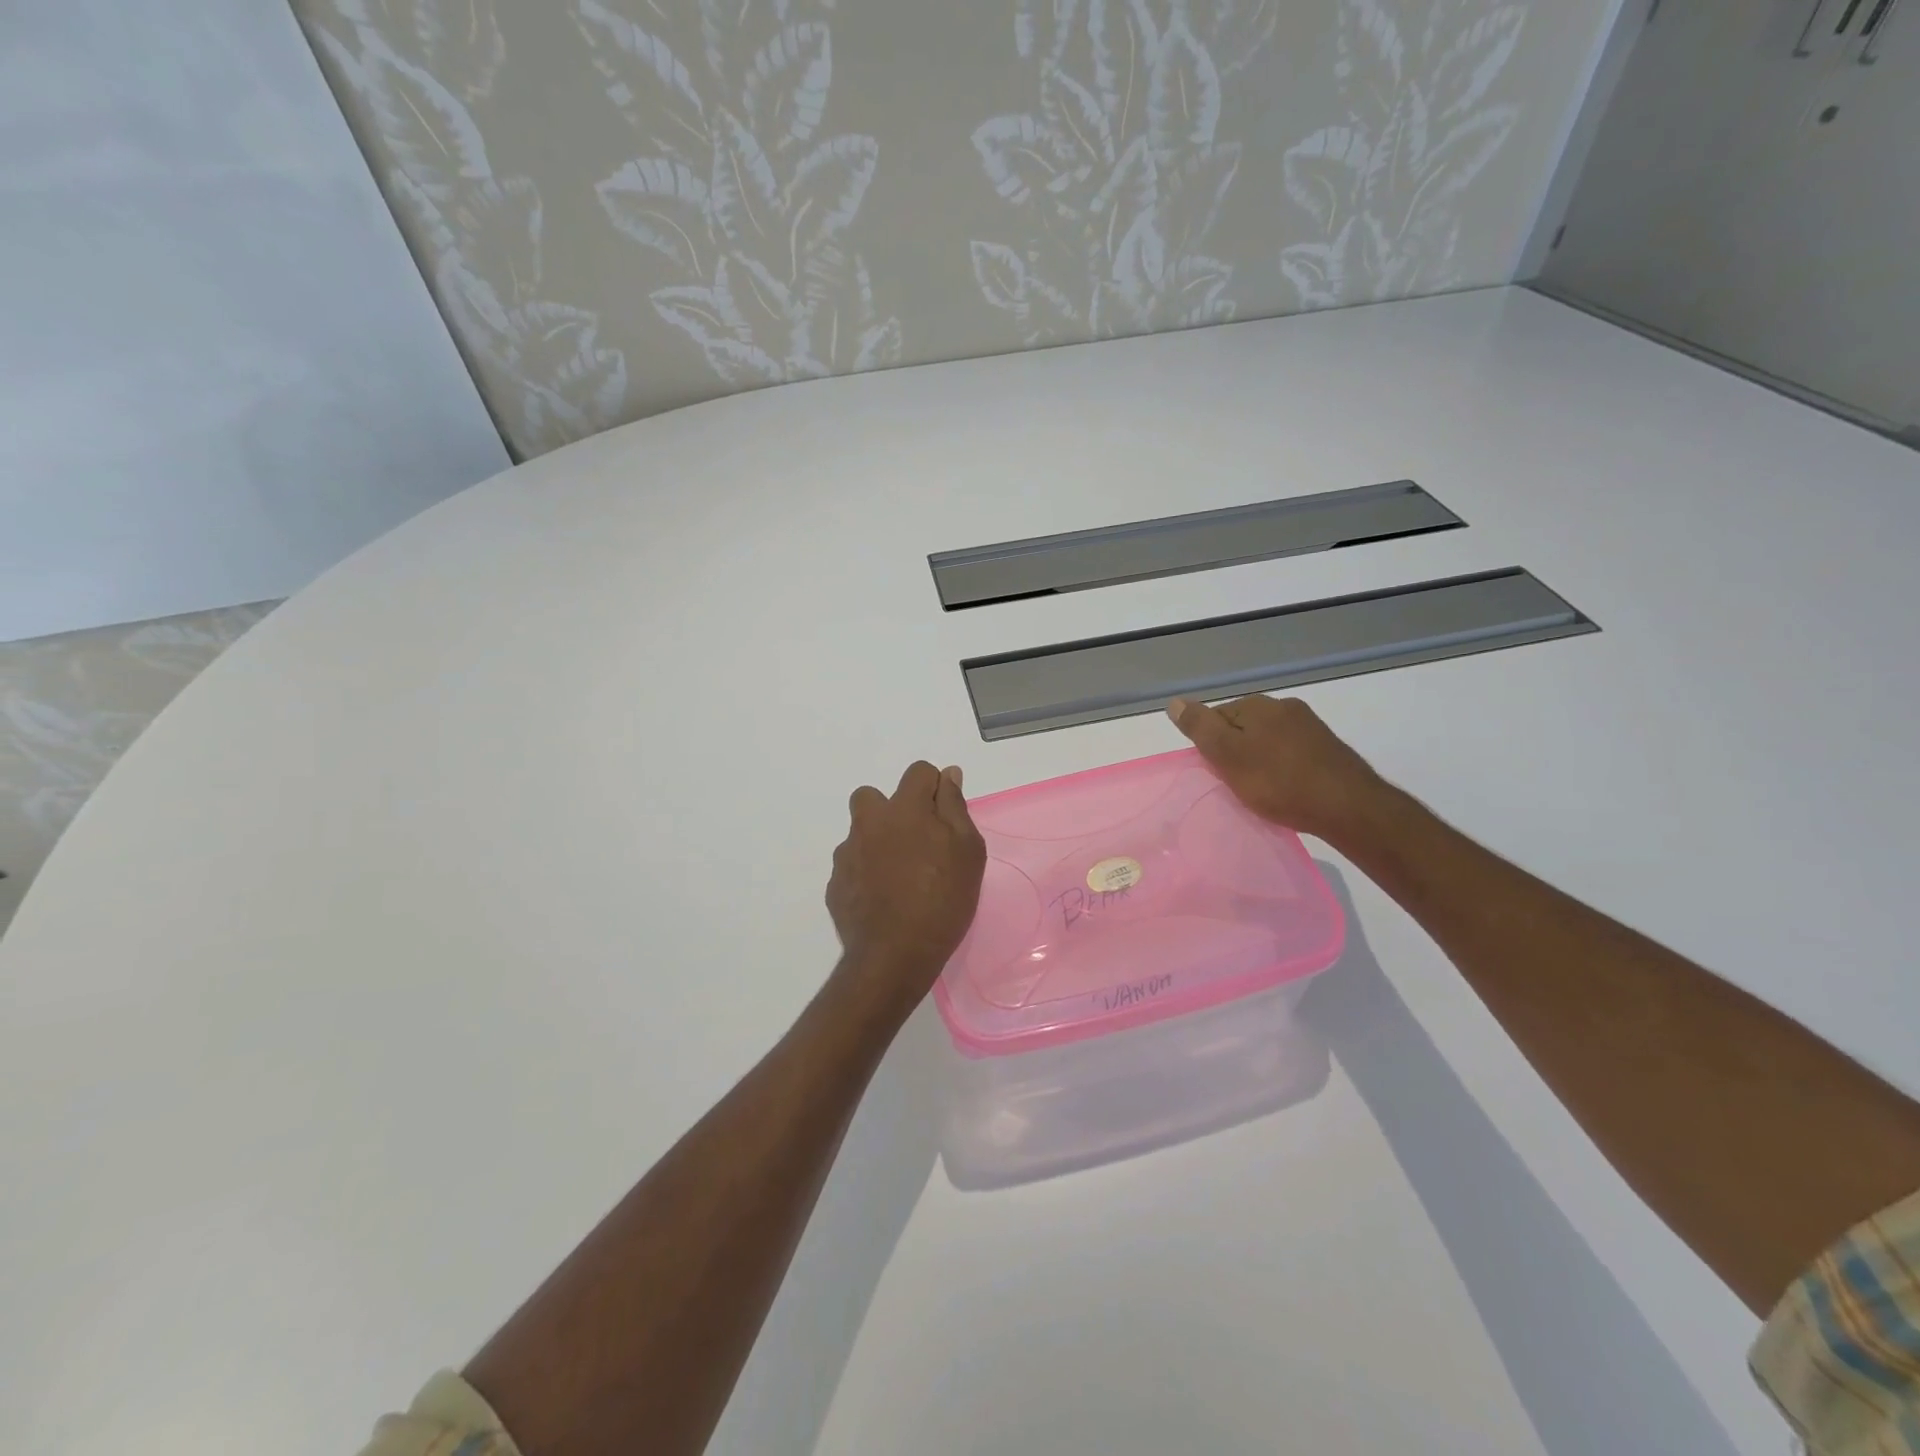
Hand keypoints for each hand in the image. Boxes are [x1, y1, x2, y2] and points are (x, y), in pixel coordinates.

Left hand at [827, 761, 986, 1018]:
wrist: (894, 956)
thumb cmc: (943, 900)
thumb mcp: (967, 851)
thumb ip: (955, 807)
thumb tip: (948, 774)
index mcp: (905, 809)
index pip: (918, 772)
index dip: (934, 788)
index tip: (944, 817)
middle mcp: (869, 822)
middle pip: (873, 796)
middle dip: (892, 810)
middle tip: (915, 843)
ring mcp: (847, 853)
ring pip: (861, 832)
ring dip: (877, 843)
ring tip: (899, 877)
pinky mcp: (835, 883)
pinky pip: (852, 865)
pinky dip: (865, 874)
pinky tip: (883, 899)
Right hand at [1167, 695, 1386, 841]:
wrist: (1347, 807)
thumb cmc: (1278, 782)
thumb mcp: (1228, 755)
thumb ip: (1200, 727)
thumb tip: (1175, 702)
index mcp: (1257, 705)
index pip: (1215, 717)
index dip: (1210, 746)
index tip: (1217, 772)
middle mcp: (1284, 707)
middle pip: (1242, 727)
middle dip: (1235, 752)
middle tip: (1236, 784)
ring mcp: (1309, 726)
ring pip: (1267, 740)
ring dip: (1259, 760)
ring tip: (1261, 790)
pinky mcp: (1327, 748)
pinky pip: (1290, 753)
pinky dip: (1281, 768)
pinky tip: (1285, 789)